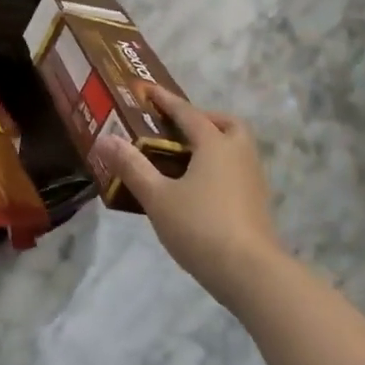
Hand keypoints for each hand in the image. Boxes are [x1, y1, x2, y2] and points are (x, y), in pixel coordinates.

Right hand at [111, 86, 284, 306]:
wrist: (251, 273)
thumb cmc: (200, 227)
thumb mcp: (157, 197)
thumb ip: (132, 167)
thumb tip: (105, 139)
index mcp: (214, 144)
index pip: (187, 112)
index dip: (165, 100)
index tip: (147, 90)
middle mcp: (238, 153)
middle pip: (225, 124)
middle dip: (203, 119)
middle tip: (178, 128)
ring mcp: (253, 179)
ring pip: (236, 147)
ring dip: (214, 144)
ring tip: (185, 159)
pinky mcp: (258, 203)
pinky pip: (238, 170)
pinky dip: (220, 167)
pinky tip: (201, 188)